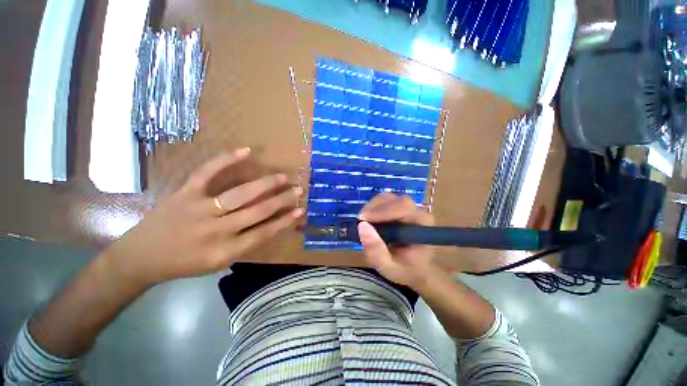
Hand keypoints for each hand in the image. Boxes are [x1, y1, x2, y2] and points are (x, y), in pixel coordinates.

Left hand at [104, 149, 303, 287]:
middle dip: (282, 200)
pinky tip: (246, 151)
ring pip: (241, 194)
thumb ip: (245, 244)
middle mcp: (216, 230)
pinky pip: (208, 172)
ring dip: (266, 184)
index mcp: (225, 251)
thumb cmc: (184, 263)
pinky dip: (227, 160)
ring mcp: (199, 209)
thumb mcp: (218, 262)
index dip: (285, 221)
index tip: (300, 210)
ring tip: (282, 177)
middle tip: (298, 190)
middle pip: (257, 211)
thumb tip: (271, 224)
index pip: (264, 232)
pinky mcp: (185, 193)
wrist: (141, 257)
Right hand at [358, 193, 438, 290]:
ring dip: (372, 207)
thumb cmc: (405, 269)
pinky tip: (369, 219)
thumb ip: (376, 250)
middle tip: (360, 222)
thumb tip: (362, 226)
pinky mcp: (401, 207)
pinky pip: (385, 200)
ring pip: (388, 198)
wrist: (415, 269)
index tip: (363, 221)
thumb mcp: (388, 267)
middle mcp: (418, 212)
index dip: (382, 211)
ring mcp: (409, 207)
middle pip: (395, 200)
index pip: (403, 208)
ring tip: (363, 221)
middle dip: (374, 208)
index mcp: (422, 225)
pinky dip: (373, 207)